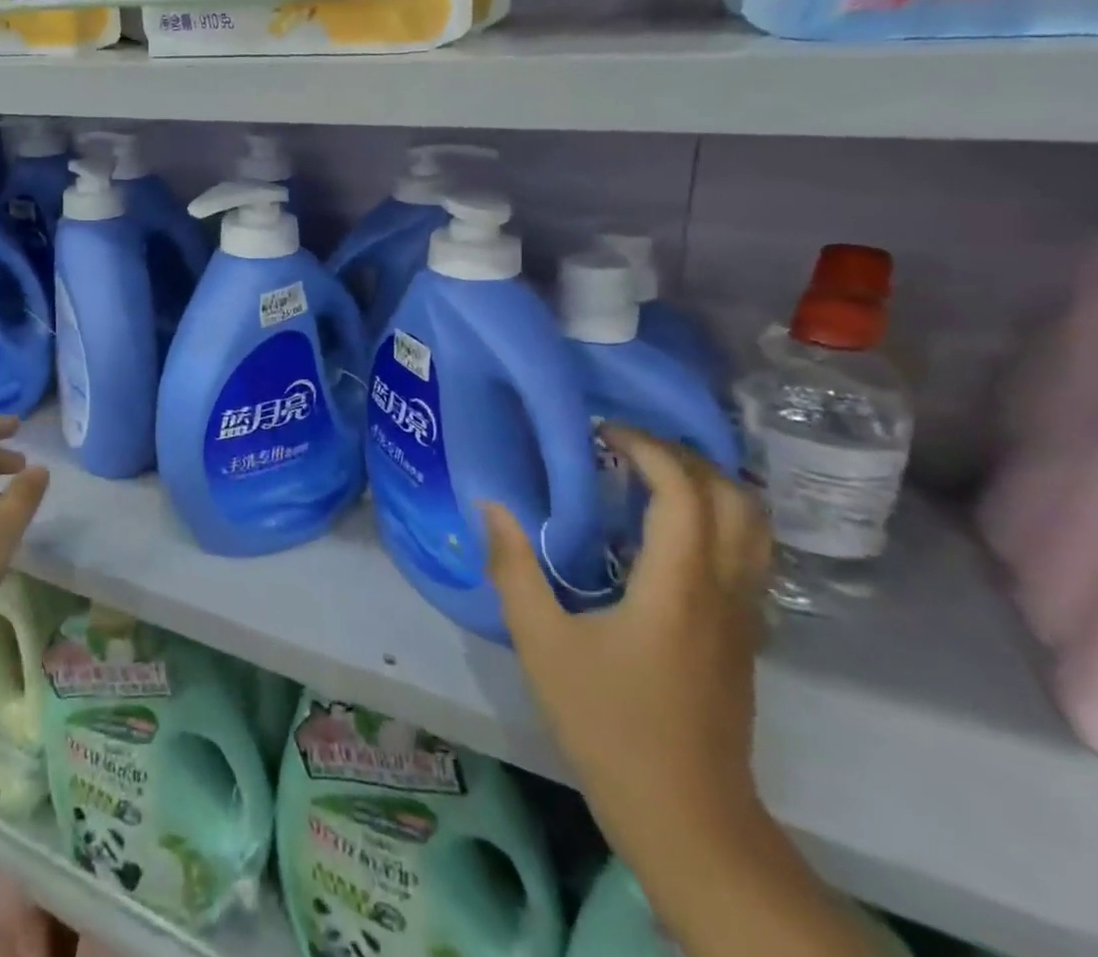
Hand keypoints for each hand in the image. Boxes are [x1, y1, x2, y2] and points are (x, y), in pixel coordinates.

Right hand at [483, 425, 772, 865]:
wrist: (685, 815)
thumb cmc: (607, 722)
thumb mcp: (541, 642)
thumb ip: (514, 568)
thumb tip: (492, 505)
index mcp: (678, 588)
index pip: (684, 493)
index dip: (649, 449)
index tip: (602, 431)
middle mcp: (724, 592)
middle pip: (737, 500)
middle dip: (686, 458)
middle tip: (628, 446)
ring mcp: (744, 617)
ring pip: (754, 529)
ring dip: (709, 486)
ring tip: (649, 476)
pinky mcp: (744, 637)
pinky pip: (746, 555)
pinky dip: (715, 520)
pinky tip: (663, 530)